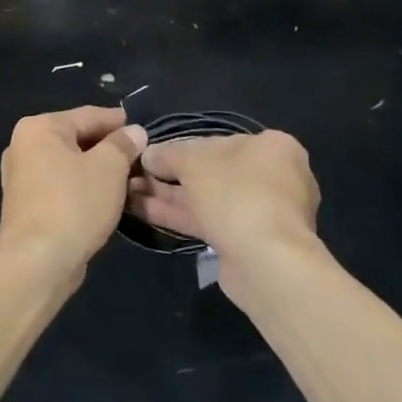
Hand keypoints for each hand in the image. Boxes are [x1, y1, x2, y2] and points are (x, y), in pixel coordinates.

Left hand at [0, 106, 147, 279]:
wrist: (38, 263)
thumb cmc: (74, 204)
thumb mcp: (109, 168)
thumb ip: (123, 144)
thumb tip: (134, 132)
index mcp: (39, 128)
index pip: (88, 115)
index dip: (118, 121)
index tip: (143, 129)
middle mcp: (23, 147)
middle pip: (76, 139)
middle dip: (108, 148)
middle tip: (140, 156)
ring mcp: (21, 178)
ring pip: (69, 165)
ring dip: (96, 170)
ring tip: (128, 178)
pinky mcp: (26, 206)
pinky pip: (61, 186)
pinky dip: (82, 188)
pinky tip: (104, 199)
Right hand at [127, 131, 321, 301]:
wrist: (265, 261)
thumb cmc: (236, 193)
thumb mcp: (194, 161)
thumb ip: (168, 154)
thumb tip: (148, 154)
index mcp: (271, 147)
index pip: (218, 140)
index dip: (181, 146)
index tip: (151, 154)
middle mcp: (273, 177)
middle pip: (212, 171)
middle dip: (170, 174)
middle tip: (135, 175)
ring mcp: (261, 212)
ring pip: (207, 199)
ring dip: (168, 195)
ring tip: (129, 192)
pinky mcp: (247, 242)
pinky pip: (208, 222)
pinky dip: (178, 215)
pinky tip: (144, 211)